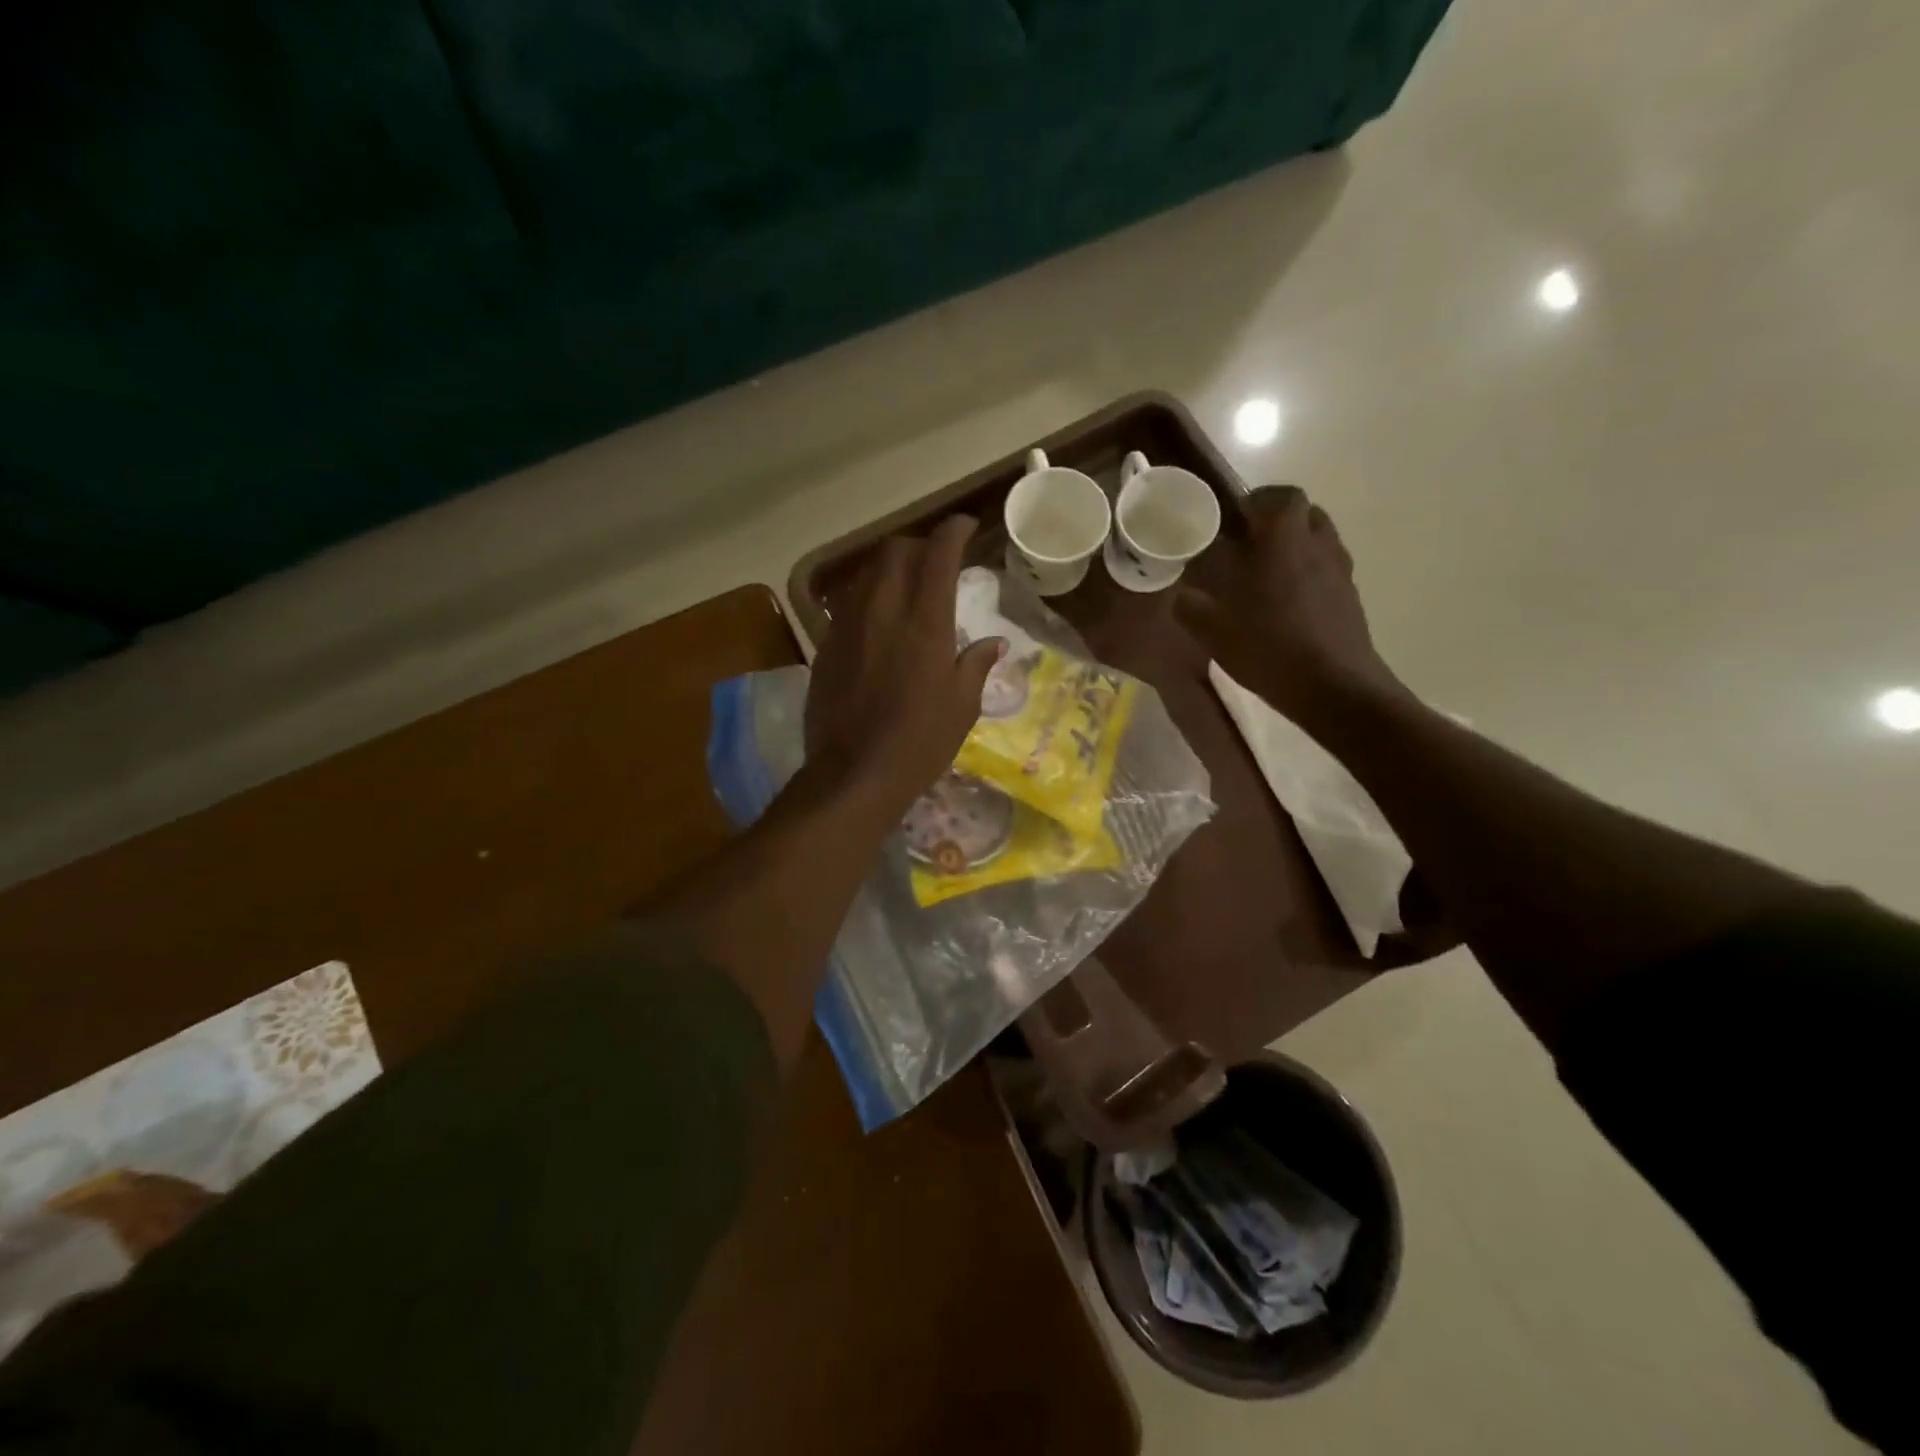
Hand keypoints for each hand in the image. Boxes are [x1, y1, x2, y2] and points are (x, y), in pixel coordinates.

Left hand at [806, 515, 1005, 813]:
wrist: (853, 773)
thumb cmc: (919, 742)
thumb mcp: (962, 707)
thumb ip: (976, 665)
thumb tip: (994, 643)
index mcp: (925, 621)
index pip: (938, 553)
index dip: (954, 531)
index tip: (966, 529)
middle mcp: (883, 610)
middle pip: (895, 550)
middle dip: (919, 545)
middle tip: (936, 562)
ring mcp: (848, 625)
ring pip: (867, 572)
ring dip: (890, 569)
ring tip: (907, 588)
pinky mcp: (826, 644)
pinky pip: (849, 603)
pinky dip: (869, 597)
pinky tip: (879, 622)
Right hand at [1174, 486, 1404, 726]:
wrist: (1334, 687)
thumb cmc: (1269, 648)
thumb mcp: (1213, 631)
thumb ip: (1191, 606)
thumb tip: (1182, 595)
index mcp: (1282, 539)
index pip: (1276, 497)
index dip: (1255, 502)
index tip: (1231, 521)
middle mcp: (1317, 544)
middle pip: (1303, 513)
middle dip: (1275, 521)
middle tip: (1246, 546)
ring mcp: (1339, 570)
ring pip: (1318, 539)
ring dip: (1294, 546)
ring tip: (1266, 574)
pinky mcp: (1350, 597)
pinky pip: (1326, 570)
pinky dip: (1307, 575)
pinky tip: (1286, 604)